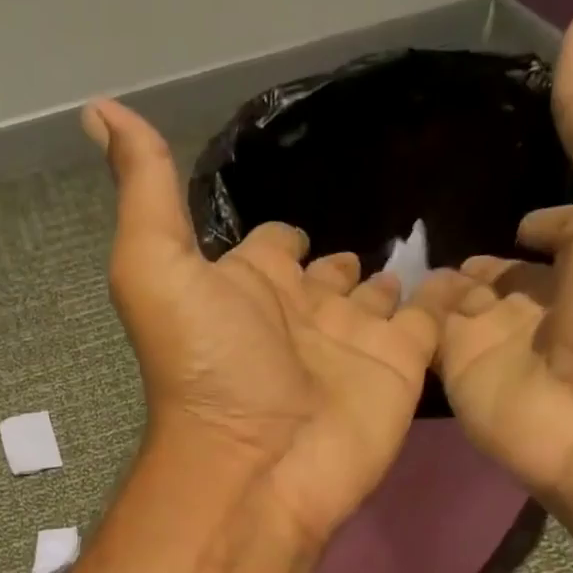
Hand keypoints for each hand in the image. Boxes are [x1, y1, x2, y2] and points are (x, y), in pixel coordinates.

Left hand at [85, 100, 438, 546]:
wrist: (258, 463)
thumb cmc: (206, 366)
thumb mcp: (155, 268)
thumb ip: (145, 190)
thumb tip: (101, 109)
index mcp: (248, 287)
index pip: (270, 248)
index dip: (280, 235)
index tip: (296, 219)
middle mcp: (301, 313)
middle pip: (327, 274)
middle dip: (342, 255)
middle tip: (383, 221)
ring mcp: (354, 341)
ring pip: (381, 294)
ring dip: (398, 273)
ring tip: (431, 235)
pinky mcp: (401, 366)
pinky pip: (434, 319)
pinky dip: (451, 295)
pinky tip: (471, 268)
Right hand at [429, 0, 572, 500]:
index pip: (566, 223)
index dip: (547, 206)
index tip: (509, 182)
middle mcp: (549, 296)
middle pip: (504, 265)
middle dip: (476, 246)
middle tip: (425, 219)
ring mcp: (497, 339)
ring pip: (457, 301)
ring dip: (431, 280)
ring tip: (384, 247)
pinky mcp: (455, 372)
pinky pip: (423, 336)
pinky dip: (401, 316)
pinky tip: (369, 288)